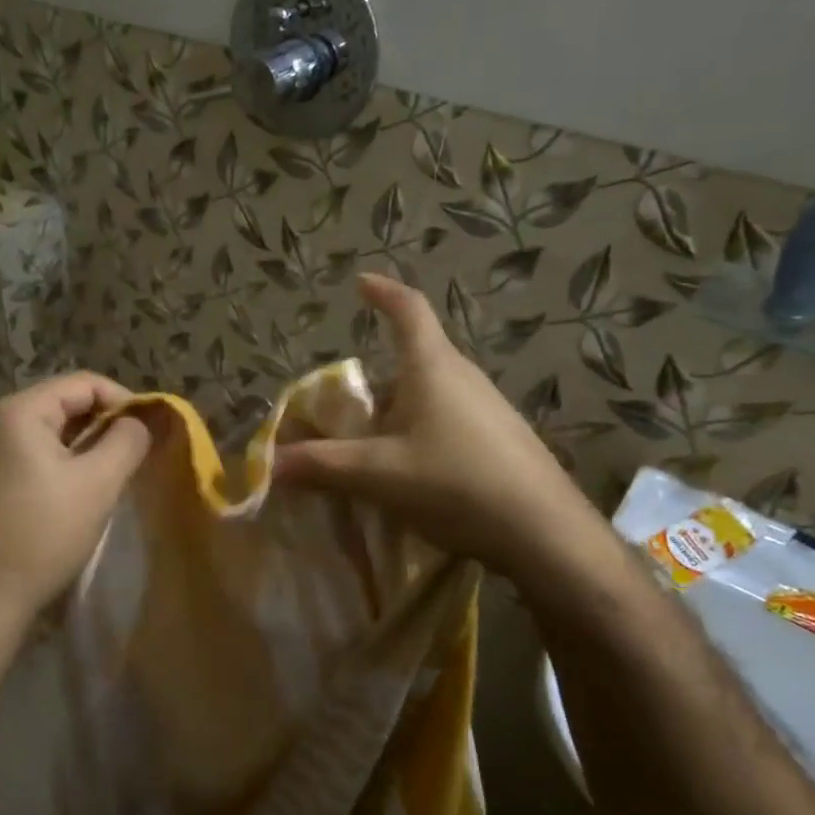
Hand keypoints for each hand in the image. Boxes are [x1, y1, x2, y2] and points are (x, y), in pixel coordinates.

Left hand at [0, 371, 150, 636]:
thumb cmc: (43, 534)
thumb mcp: (98, 483)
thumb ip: (127, 441)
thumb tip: (139, 422)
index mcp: (19, 412)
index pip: (84, 383)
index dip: (124, 400)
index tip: (151, 431)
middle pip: (64, 404)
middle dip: (106, 424)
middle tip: (137, 454)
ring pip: (50, 434)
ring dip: (87, 447)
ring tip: (115, 473)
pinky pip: (34, 457)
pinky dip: (64, 465)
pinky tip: (81, 492)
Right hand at [273, 273, 589, 572]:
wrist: (544, 532)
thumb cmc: (455, 483)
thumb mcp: (378, 474)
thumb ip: (322, 466)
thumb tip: (270, 464)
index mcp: (433, 368)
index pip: (408, 310)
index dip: (383, 292)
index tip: (361, 282)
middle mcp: (463, 377)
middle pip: (413, 360)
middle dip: (376, 379)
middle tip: (345, 409)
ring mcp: (487, 408)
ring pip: (430, 394)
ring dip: (397, 411)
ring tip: (371, 449)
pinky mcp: (500, 439)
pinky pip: (448, 421)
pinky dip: (419, 433)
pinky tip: (411, 474)